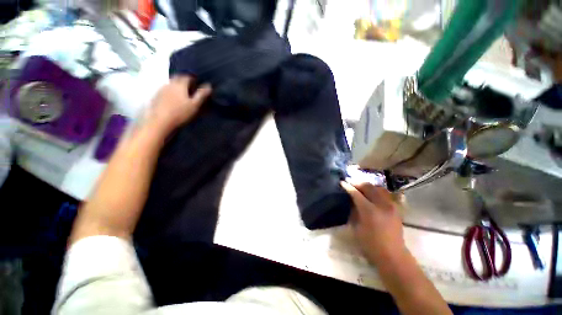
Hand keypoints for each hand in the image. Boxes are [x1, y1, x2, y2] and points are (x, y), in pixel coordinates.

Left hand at [146, 76, 211, 133]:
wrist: (160, 121)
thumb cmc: (180, 113)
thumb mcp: (194, 105)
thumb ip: (201, 94)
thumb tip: (209, 85)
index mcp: (180, 85)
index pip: (187, 77)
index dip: (193, 78)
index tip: (197, 83)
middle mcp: (170, 84)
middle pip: (177, 77)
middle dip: (184, 80)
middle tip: (190, 86)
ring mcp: (161, 89)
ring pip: (171, 83)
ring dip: (176, 85)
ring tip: (181, 93)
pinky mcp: (156, 95)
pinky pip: (164, 89)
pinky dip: (170, 91)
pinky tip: (172, 98)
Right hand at [341, 181, 406, 264]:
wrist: (392, 255)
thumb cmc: (370, 244)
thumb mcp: (356, 228)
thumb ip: (354, 211)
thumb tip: (352, 201)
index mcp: (369, 210)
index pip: (356, 193)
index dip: (348, 187)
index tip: (342, 182)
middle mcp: (381, 205)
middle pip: (368, 187)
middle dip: (357, 182)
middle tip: (350, 181)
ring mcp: (391, 205)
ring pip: (378, 188)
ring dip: (368, 185)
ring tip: (360, 186)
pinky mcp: (396, 208)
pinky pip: (386, 194)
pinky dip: (377, 190)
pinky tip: (372, 193)